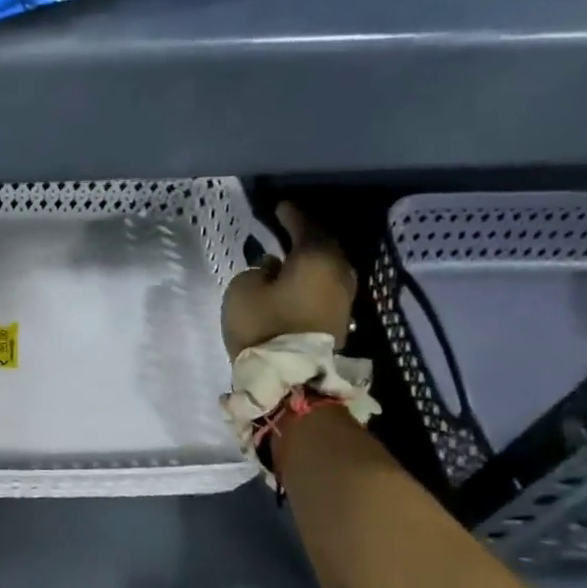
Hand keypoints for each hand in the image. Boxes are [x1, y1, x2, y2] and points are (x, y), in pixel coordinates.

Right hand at [221, 202, 357, 357]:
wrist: (290, 380)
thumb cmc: (263, 325)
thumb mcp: (243, 289)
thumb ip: (257, 270)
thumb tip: (272, 268)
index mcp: (317, 258)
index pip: (305, 226)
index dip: (290, 215)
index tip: (278, 207)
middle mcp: (338, 273)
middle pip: (322, 246)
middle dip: (305, 236)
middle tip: (285, 229)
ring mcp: (343, 298)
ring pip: (327, 268)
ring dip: (309, 260)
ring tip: (288, 256)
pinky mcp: (339, 320)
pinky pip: (325, 287)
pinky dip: (311, 279)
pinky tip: (294, 281)